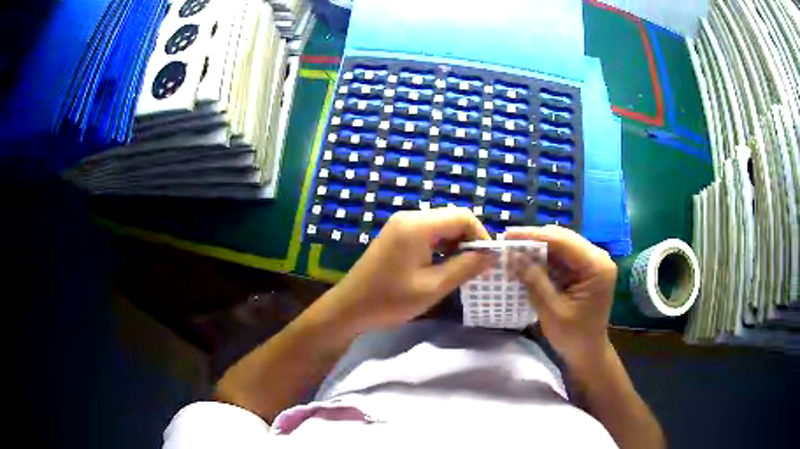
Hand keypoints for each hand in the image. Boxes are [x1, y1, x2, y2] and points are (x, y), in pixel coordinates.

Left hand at [319, 208, 494, 333]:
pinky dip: (440, 247)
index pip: (463, 216)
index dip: (481, 236)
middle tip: (474, 269)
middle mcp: (410, 217)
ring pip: (441, 227)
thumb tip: (491, 255)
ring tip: (458, 272)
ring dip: (455, 245)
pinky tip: (440, 268)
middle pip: (452, 219)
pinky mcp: (396, 235)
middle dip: (468, 241)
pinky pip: (428, 234)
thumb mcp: (433, 286)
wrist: (349, 308)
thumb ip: (465, 267)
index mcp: (418, 225)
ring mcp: (401, 225)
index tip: (487, 262)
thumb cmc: (390, 300)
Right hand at [505, 226, 616, 367]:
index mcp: (596, 266)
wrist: (588, 352)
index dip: (533, 236)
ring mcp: (592, 262)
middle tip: (507, 241)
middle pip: (563, 239)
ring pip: (561, 245)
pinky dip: (544, 259)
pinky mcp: (584, 269)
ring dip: (538, 248)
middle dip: (534, 240)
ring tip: (513, 249)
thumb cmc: (573, 336)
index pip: (563, 241)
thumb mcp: (551, 310)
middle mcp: (597, 258)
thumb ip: (534, 280)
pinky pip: (562, 257)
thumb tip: (512, 256)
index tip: (507, 234)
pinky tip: (527, 260)